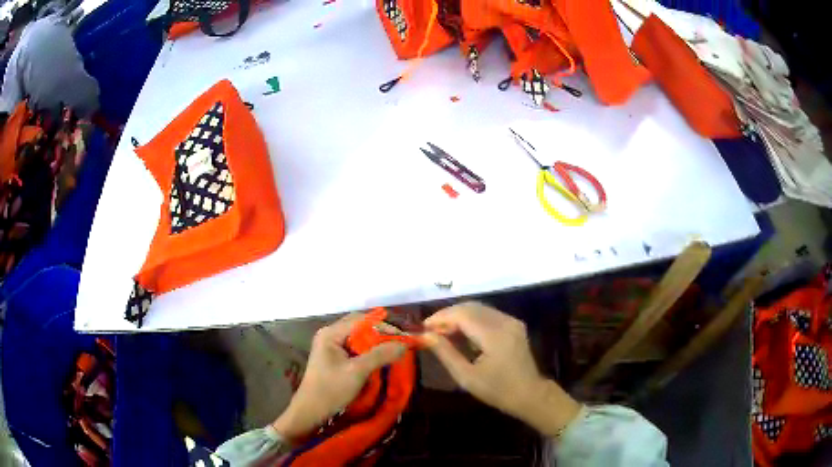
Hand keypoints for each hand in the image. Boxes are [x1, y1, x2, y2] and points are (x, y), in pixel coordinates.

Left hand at [272, 313, 405, 442]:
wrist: (311, 410)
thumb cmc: (331, 389)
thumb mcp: (357, 371)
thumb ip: (380, 355)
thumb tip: (404, 345)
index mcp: (331, 333)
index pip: (362, 320)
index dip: (384, 326)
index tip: (403, 336)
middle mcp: (330, 334)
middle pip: (360, 326)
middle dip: (380, 332)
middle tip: (400, 341)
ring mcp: (330, 346)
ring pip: (358, 337)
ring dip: (375, 341)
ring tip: (394, 348)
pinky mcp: (334, 357)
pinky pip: (354, 347)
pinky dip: (368, 350)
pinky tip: (379, 357)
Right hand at [423, 301, 581, 436]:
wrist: (529, 394)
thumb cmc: (497, 390)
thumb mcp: (466, 377)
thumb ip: (446, 353)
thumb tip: (425, 335)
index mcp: (494, 335)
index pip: (462, 315)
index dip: (441, 317)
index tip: (423, 327)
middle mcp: (505, 322)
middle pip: (470, 307)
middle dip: (448, 315)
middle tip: (431, 330)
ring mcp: (511, 321)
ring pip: (478, 308)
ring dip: (458, 316)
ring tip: (442, 332)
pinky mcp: (514, 324)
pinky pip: (488, 314)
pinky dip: (471, 320)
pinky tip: (461, 333)